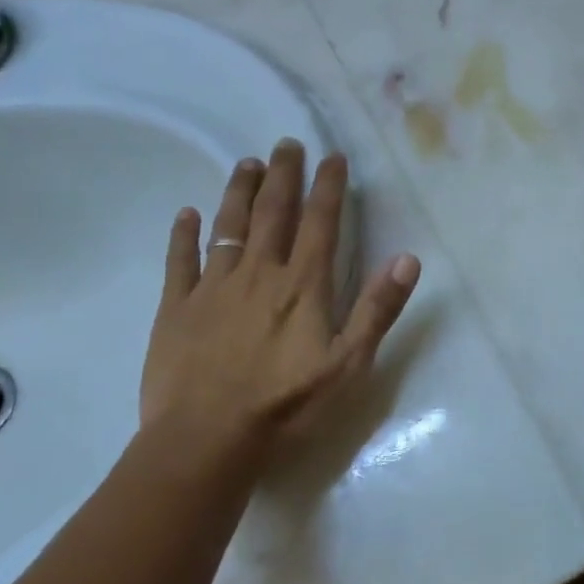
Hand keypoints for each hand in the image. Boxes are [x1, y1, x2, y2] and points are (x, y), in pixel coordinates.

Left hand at [139, 140, 419, 480]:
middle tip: (287, 143)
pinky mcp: (177, 308)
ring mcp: (214, 287)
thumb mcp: (349, 363)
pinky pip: (180, 261)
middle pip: (272, 212)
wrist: (207, 440)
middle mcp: (259, 273)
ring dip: (239, 191)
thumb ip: (377, 308)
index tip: (332, 156)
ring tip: (247, 163)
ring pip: (228, 226)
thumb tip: (406, 258)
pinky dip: (184, 234)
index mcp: (303, 284)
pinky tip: (186, 213)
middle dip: (284, 175)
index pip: (320, 222)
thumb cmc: (286, 404)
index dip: (328, 186)